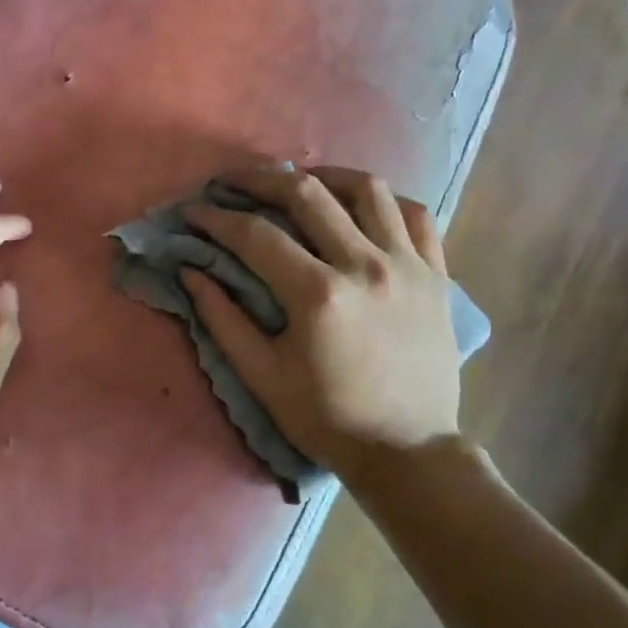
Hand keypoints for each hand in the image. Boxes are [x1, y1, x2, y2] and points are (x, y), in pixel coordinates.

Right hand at [181, 166, 463, 477]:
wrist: (408, 450)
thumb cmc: (327, 418)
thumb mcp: (263, 377)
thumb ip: (223, 319)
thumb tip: (191, 271)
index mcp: (318, 294)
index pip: (255, 235)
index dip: (217, 218)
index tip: (195, 212)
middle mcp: (365, 265)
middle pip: (306, 195)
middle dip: (260, 179)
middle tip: (233, 181)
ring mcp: (407, 265)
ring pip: (366, 190)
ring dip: (324, 176)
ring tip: (299, 182)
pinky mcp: (436, 274)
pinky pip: (415, 215)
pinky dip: (385, 201)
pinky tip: (362, 207)